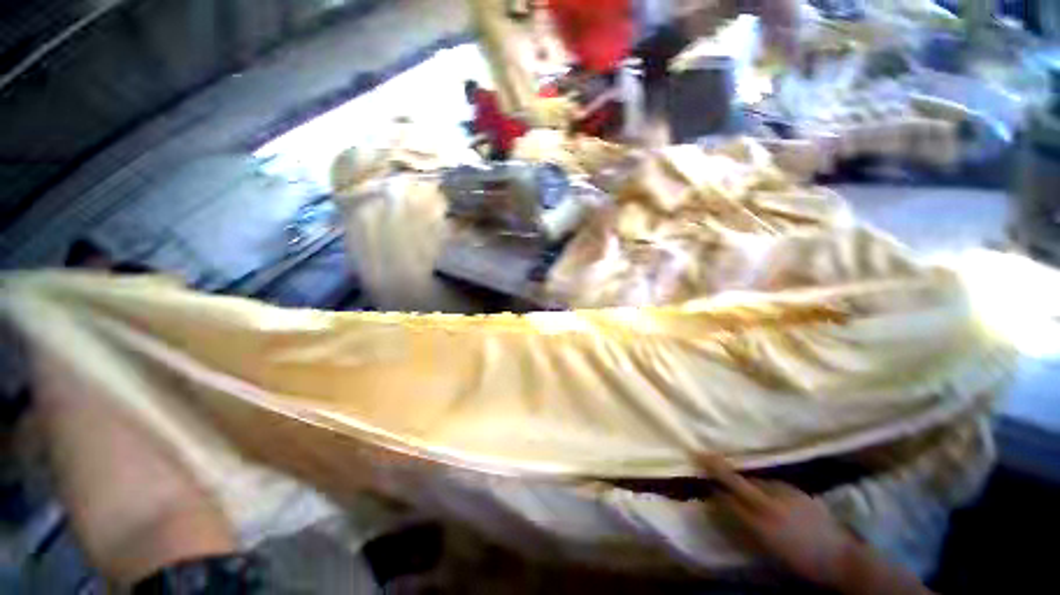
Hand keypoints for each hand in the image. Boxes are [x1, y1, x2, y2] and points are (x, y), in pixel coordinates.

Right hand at [701, 456, 853, 586]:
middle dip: (718, 468)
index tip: (704, 482)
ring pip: (756, 481)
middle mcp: (769, 505)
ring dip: (744, 479)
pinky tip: (764, 489)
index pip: (729, 502)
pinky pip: (772, 483)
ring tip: (737, 478)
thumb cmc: (801, 561)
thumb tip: (728, 510)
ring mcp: (785, 495)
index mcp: (760, 524)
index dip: (715, 491)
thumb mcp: (770, 551)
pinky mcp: (797, 491)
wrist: (841, 558)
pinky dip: (762, 483)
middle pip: (738, 482)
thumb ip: (746, 528)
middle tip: (702, 454)